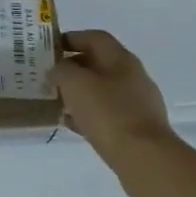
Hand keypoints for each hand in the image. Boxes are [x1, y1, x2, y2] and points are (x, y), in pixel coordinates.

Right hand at [52, 30, 173, 163]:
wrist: (144, 159)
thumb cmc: (108, 113)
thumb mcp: (75, 84)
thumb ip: (61, 70)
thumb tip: (58, 70)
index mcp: (121, 59)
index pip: (94, 38)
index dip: (72, 38)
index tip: (51, 48)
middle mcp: (132, 76)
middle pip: (99, 64)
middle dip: (73, 68)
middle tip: (51, 77)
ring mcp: (138, 104)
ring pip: (102, 91)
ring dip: (80, 94)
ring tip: (58, 102)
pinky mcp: (138, 129)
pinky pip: (108, 115)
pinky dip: (89, 115)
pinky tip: (72, 125)